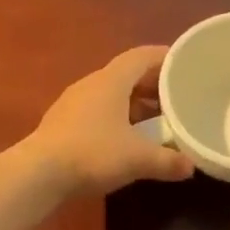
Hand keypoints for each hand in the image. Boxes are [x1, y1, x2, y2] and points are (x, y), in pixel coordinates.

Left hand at [25, 46, 194, 196]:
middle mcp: (91, 84)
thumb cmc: (93, 153)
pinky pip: (98, 111)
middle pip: (127, 75)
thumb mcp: (138, 159)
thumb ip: (168, 161)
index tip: (185, 64)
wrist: (39, 173)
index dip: (165, 57)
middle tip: (177, 98)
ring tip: (156, 121)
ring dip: (135, 104)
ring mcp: (73, 103)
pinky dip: (117, 118)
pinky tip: (126, 139)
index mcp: (111, 81)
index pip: (142, 56)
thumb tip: (190, 167)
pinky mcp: (63, 123)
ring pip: (111, 95)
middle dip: (153, 85)